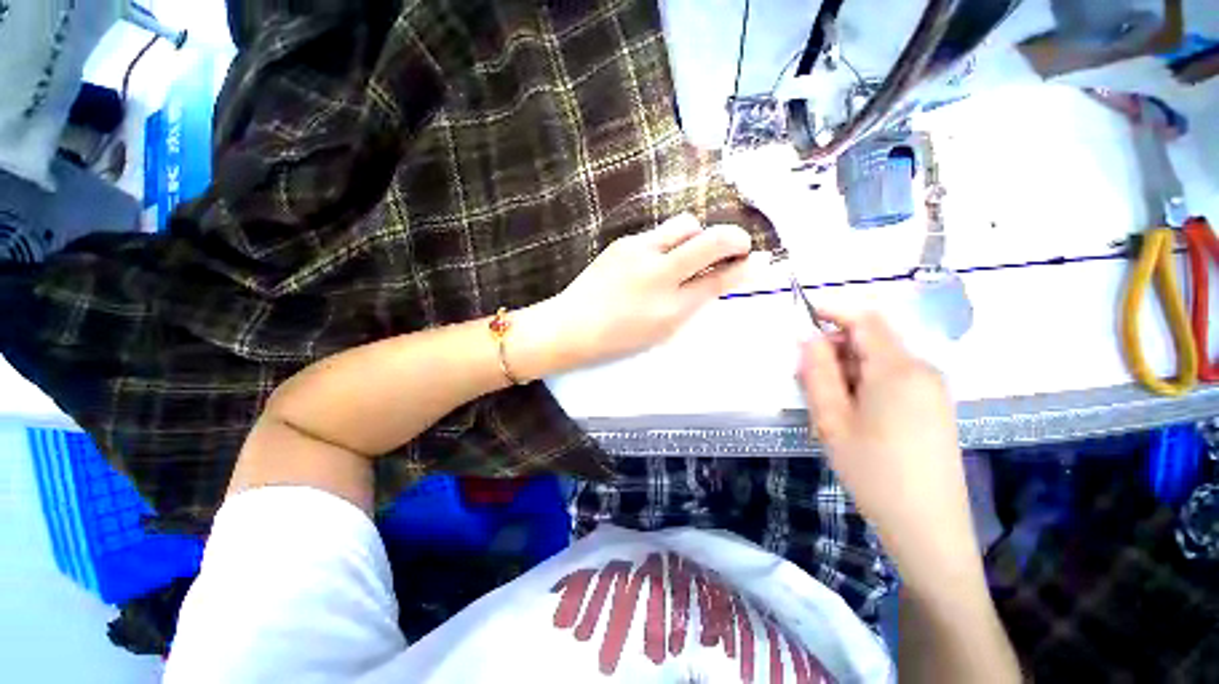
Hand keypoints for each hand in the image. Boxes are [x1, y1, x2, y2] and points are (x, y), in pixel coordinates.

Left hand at [544, 213, 752, 367]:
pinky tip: (658, 259)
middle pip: (711, 239)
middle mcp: (659, 273)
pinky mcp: (623, 242)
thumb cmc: (619, 338)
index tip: (760, 260)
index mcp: (671, 307)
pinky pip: (659, 232)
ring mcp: (639, 252)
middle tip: (736, 248)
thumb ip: (693, 303)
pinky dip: (670, 241)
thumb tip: (719, 280)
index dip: (745, 267)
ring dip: (699, 235)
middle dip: (734, 239)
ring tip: (691, 253)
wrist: (573, 325)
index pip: (719, 279)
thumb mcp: (663, 331)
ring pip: (686, 224)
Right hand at [798, 312, 978, 579]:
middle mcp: (921, 370)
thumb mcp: (832, 420)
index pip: (865, 319)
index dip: (832, 311)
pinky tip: (851, 415)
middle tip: (804, 379)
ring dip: (845, 370)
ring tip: (826, 405)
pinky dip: (863, 384)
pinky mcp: (933, 406)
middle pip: (871, 340)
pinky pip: (891, 379)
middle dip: (833, 350)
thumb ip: (817, 372)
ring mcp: (931, 389)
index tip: (801, 319)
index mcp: (898, 369)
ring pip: (878, 361)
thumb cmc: (874, 472)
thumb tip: (807, 337)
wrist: (928, 528)